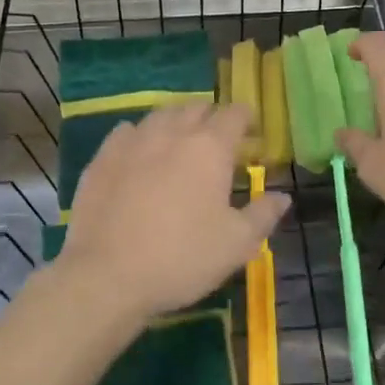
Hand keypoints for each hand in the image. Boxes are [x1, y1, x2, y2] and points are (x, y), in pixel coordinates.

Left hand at [55, 101, 290, 324]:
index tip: (252, 132)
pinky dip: (141, 136)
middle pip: (196, 108)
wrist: (107, 276)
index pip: (234, 114)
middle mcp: (171, 133)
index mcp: (210, 148)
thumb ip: (263, 215)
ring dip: (176, 122)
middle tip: (218, 139)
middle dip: (211, 118)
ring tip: (180, 141)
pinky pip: (126, 132)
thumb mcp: (236, 244)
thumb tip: (282, 196)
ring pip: (160, 116)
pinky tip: (140, 153)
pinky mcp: (102, 158)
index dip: (246, 118)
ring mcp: (132, 142)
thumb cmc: (182, 258)